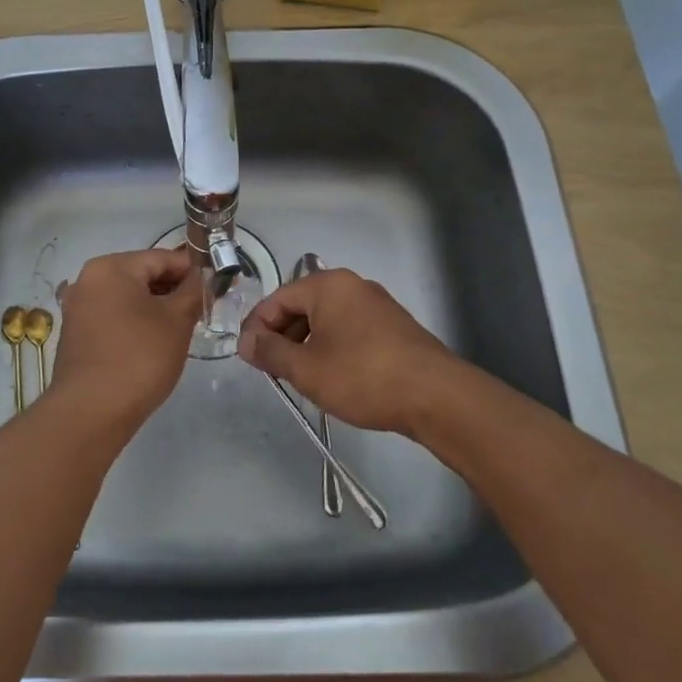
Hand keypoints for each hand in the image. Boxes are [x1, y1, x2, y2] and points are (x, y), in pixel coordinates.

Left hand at [48, 247, 202, 429]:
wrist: (91, 413)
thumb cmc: (139, 358)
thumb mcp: (177, 321)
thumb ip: (193, 291)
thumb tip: (203, 276)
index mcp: (110, 268)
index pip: (161, 257)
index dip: (192, 270)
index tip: (216, 285)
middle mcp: (88, 280)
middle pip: (142, 275)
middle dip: (173, 289)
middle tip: (202, 308)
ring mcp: (77, 308)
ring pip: (127, 297)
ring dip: (155, 307)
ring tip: (181, 327)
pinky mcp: (76, 334)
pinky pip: (113, 316)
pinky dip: (135, 322)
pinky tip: (153, 342)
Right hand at [237, 268, 460, 434]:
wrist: (435, 396)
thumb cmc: (362, 376)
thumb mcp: (306, 368)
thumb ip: (270, 351)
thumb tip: (245, 341)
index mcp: (328, 285)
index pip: (277, 299)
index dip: (257, 327)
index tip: (248, 358)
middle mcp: (352, 286)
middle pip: (302, 306)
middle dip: (282, 337)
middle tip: (272, 371)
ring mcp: (376, 305)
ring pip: (326, 320)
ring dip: (306, 345)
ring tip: (301, 378)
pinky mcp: (393, 327)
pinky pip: (349, 330)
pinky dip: (332, 348)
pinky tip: (333, 377)